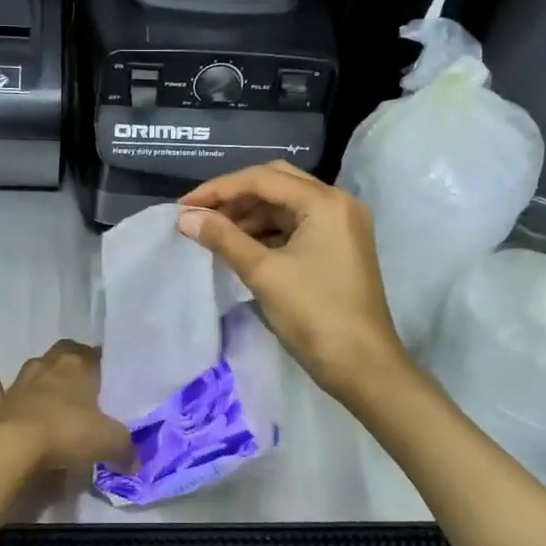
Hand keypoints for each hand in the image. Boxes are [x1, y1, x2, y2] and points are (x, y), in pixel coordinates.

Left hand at [0, 340, 133, 472]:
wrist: (13, 447)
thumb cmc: (67, 434)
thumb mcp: (109, 442)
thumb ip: (125, 450)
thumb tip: (134, 462)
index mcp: (78, 368)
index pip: (93, 354)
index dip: (101, 362)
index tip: (107, 374)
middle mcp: (48, 367)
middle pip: (63, 353)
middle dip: (72, 361)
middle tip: (81, 379)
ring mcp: (19, 383)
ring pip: (32, 367)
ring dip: (40, 373)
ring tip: (48, 381)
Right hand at [178, 161, 410, 402]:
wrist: (362, 365)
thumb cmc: (314, 314)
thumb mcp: (263, 273)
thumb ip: (223, 239)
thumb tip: (185, 219)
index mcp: (325, 202)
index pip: (263, 179)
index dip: (219, 190)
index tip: (184, 207)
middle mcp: (338, 203)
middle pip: (277, 183)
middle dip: (235, 197)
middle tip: (199, 215)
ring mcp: (342, 226)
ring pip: (287, 205)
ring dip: (250, 215)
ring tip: (214, 233)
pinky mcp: (339, 247)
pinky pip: (297, 226)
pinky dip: (268, 231)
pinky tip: (242, 246)